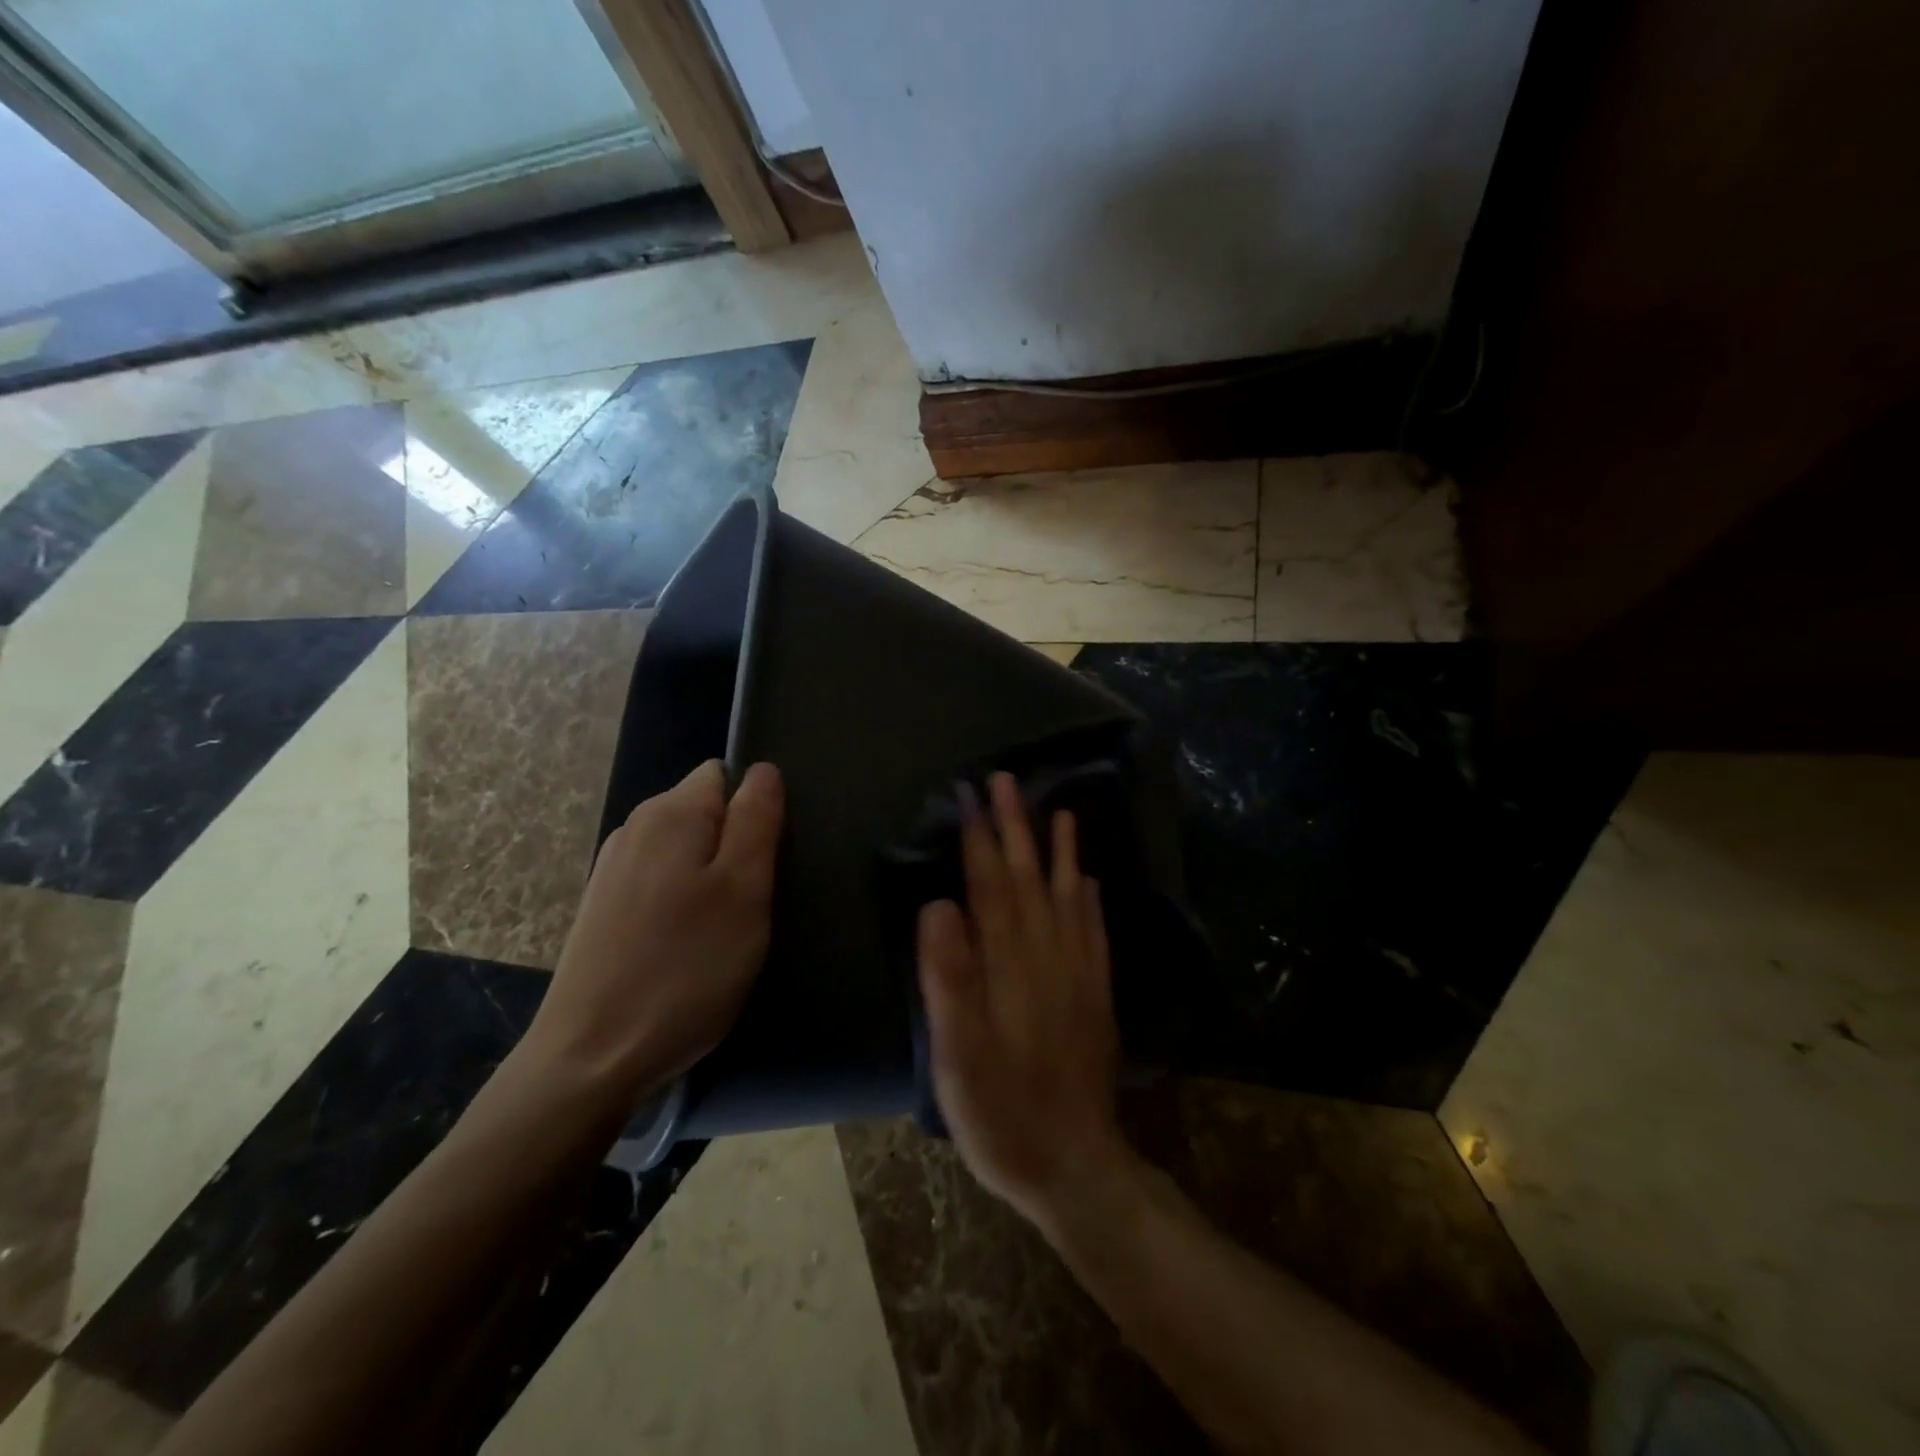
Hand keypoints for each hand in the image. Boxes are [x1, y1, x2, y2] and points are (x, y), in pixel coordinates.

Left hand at [520, 759, 783, 1105]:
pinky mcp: (602, 910)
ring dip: (710, 879)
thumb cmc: (685, 969)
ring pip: (683, 852)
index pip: (725, 776)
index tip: (765, 862)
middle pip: (704, 812)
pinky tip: (685, 948)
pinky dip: (681, 904)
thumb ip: (757, 820)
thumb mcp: (743, 890)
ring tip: (722, 931)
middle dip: (735, 847)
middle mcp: (634, 829)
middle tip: (750, 904)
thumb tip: (763, 770)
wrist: (591, 1059)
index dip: (754, 810)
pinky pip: (659, 884)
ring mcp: (611, 871)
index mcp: (669, 814)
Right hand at [917, 771, 1129, 1227]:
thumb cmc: (1002, 1112)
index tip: (971, 795)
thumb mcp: (958, 1055)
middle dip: (1017, 827)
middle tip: (1007, 781)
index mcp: (1010, 965)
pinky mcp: (1096, 995)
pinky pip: (1094, 932)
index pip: (992, 886)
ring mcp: (1078, 974)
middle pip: (1030, 878)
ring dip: (1060, 851)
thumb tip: (939, 906)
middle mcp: (1048, 956)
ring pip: (1068, 896)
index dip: (980, 838)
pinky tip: (1090, 881)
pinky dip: (1091, 900)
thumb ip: (949, 977)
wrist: (1075, 1164)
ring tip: (1059, 812)